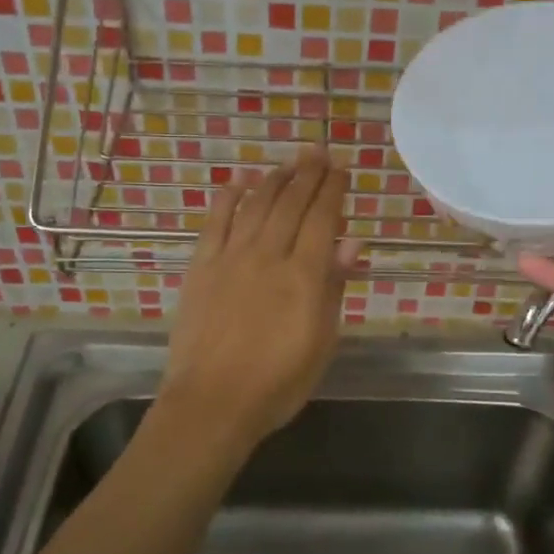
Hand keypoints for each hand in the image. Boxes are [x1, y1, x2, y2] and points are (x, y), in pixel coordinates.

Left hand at [160, 148, 360, 448]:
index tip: (341, 168)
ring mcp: (231, 258)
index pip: (322, 219)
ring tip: (288, 162)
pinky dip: (228, 198)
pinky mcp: (202, 267)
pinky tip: (238, 181)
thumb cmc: (277, 383)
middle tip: (318, 151)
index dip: (333, 190)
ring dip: (274, 179)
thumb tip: (351, 243)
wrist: (212, 403)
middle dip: (307, 173)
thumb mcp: (322, 342)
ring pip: (256, 205)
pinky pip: (215, 222)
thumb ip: (334, 288)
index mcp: (304, 276)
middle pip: (291, 203)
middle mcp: (268, 255)